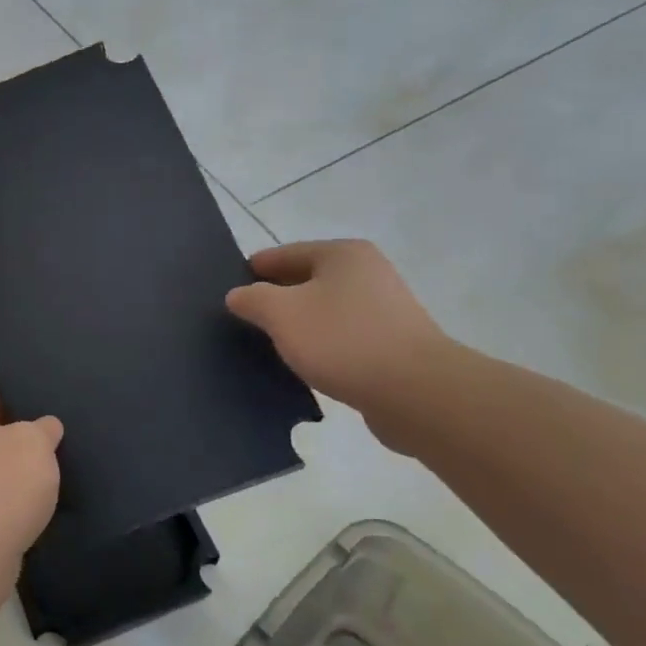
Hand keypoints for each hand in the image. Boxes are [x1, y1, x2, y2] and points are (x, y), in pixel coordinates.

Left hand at [0, 368, 63, 557]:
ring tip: (43, 449)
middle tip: (42, 412)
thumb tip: (44, 427)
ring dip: (5, 451)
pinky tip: (29, 487)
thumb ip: (42, 428)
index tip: (26, 377)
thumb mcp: (34, 443)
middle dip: (7, 414)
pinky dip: (0, 480)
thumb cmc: (0, 482)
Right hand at [225, 240, 454, 420]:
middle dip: (275, 299)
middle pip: (306, 280)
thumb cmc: (342, 340)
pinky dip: (321, 346)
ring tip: (270, 346)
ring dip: (299, 325)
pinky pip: (343, 337)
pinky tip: (305, 365)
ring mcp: (384, 308)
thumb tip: (238, 295)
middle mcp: (367, 272)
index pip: (283, 254)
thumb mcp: (281, 314)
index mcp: (342, 254)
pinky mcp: (392, 344)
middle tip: (244, 321)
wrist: (415, 392)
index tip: (229, 293)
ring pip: (324, 310)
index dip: (253, 271)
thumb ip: (252, 299)